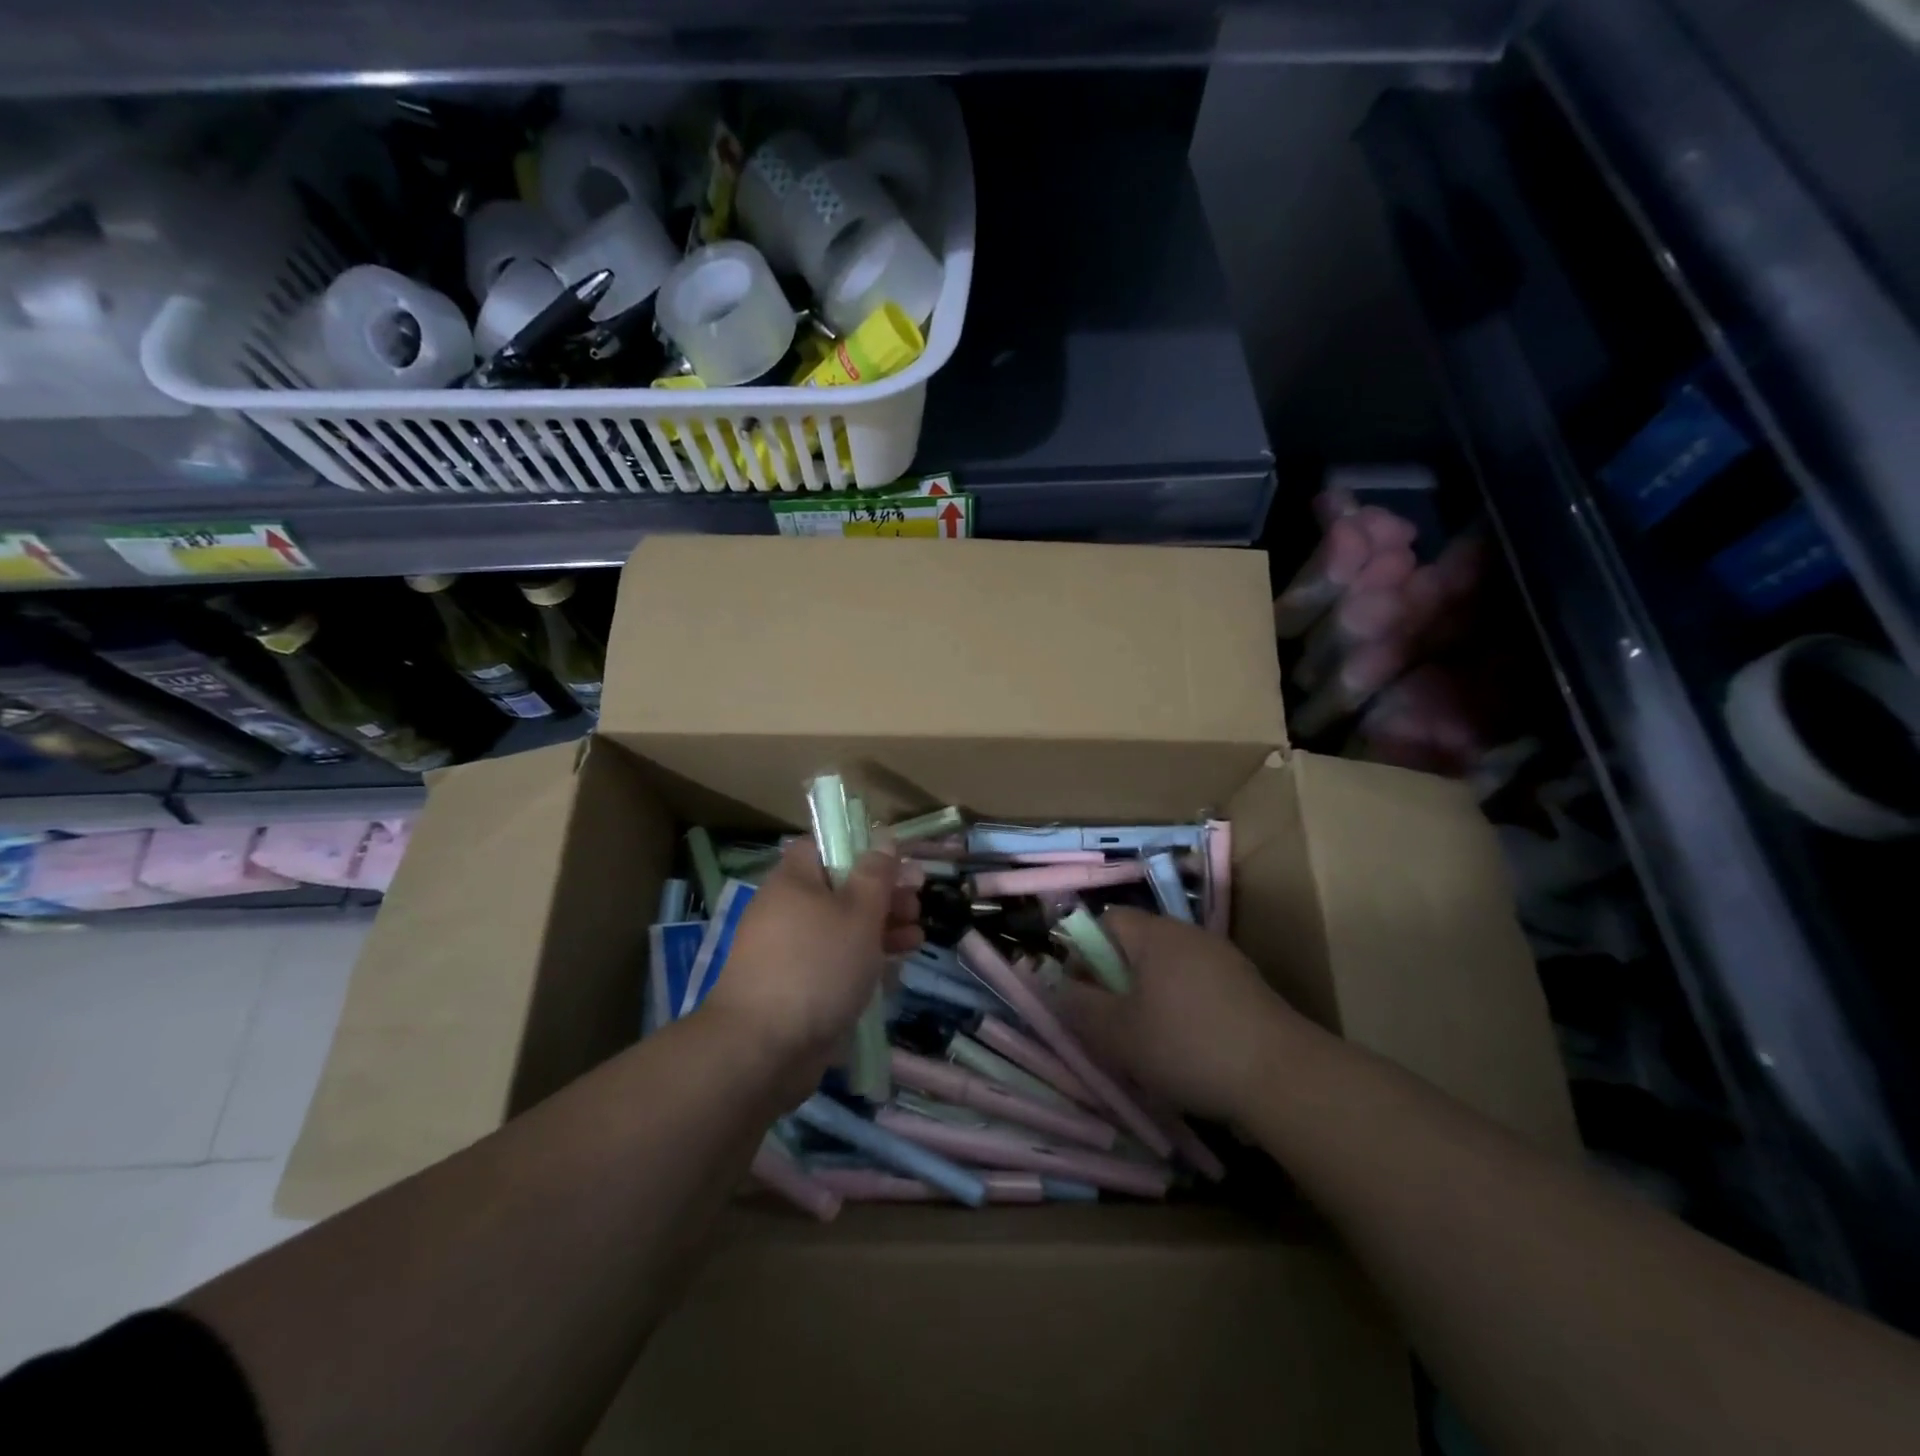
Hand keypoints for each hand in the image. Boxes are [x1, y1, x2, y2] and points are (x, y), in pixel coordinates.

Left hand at [698, 840, 921, 1092]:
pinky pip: (835, 961)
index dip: (862, 848)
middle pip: (840, 888)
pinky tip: (895, 968)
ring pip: (842, 927)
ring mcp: (791, 950)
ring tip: (917, 938)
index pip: (825, 845)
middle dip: (883, 894)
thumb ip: (876, 874)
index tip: (896, 863)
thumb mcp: (858, 912)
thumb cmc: (816, 965)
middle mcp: (788, 908)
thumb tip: (883, 841)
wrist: (763, 1048)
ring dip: (881, 928)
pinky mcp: (798, 986)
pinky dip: (863, 960)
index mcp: (795, 879)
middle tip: (917, 903)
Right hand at [1052, 907, 1305, 1123]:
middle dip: (1118, 979)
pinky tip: (1191, 1047)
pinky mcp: (1247, 985)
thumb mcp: (1117, 1034)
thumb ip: (1079, 1007)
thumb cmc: (1187, 1046)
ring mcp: (1222, 957)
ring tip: (1151, 1041)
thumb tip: (1062, 988)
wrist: (1282, 1075)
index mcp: (1154, 934)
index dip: (1085, 952)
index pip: (1106, 920)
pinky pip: (1198, 985)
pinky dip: (1184, 1007)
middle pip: (1137, 943)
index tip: (1086, 995)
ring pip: (1168, 967)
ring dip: (1151, 996)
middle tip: (1114, 1023)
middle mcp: (1187, 933)